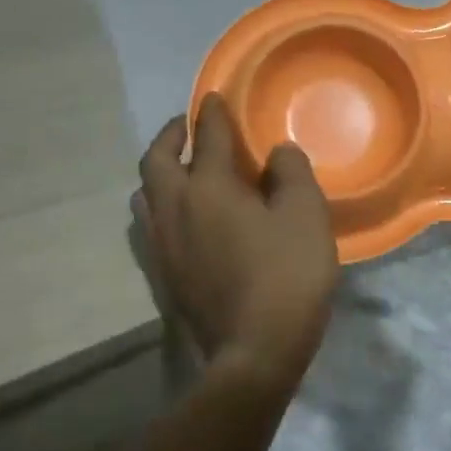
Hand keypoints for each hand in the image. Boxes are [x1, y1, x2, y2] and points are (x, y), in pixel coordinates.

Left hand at [136, 95, 340, 388]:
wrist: (253, 353)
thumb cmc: (286, 276)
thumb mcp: (305, 216)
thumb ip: (291, 174)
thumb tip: (276, 153)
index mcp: (209, 189)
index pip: (207, 137)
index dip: (213, 113)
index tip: (214, 97)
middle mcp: (175, 210)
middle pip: (156, 161)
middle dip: (170, 136)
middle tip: (186, 126)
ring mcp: (163, 246)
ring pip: (145, 195)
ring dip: (159, 172)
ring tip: (180, 168)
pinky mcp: (163, 275)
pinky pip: (151, 225)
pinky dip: (161, 205)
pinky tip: (183, 217)